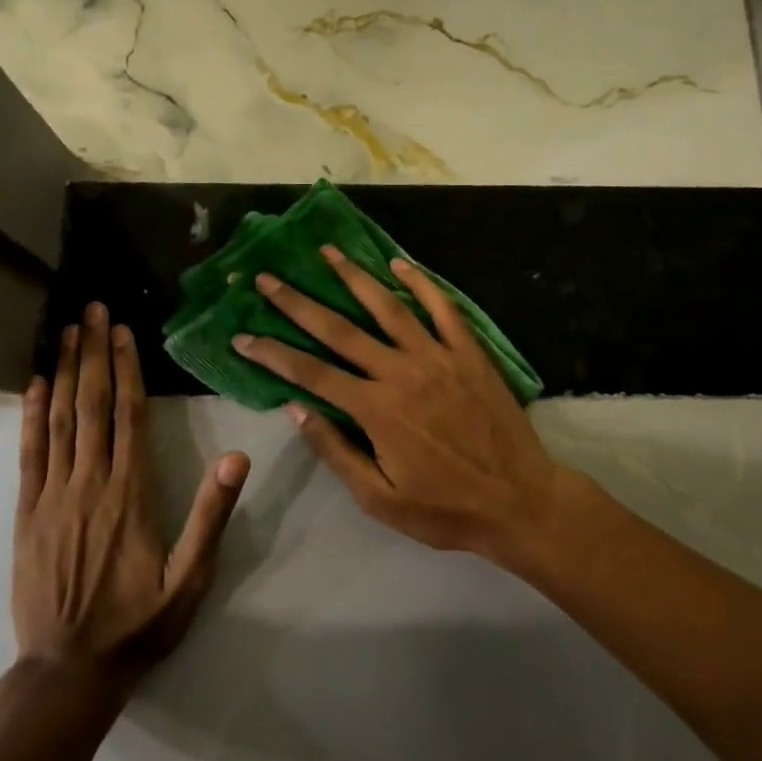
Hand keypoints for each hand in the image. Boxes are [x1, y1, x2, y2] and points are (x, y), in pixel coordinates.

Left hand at [14, 303, 249, 682]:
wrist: (67, 672)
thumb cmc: (137, 624)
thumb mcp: (189, 579)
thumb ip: (211, 516)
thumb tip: (236, 456)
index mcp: (131, 493)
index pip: (130, 416)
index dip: (126, 369)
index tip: (123, 331)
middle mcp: (90, 483)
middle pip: (92, 405)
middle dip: (93, 353)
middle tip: (92, 310)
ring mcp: (52, 496)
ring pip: (60, 420)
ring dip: (64, 371)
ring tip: (66, 331)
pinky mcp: (27, 512)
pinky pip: (29, 454)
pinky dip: (32, 415)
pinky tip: (35, 385)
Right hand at [233, 248, 571, 563]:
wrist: (519, 501)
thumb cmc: (445, 508)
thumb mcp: (380, 498)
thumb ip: (336, 450)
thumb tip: (296, 407)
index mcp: (376, 409)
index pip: (310, 372)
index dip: (272, 352)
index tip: (242, 335)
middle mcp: (401, 372)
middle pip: (340, 330)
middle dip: (299, 302)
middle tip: (268, 278)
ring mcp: (438, 356)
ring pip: (388, 307)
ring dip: (354, 277)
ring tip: (327, 252)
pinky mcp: (469, 352)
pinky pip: (443, 308)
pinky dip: (421, 283)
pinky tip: (400, 263)